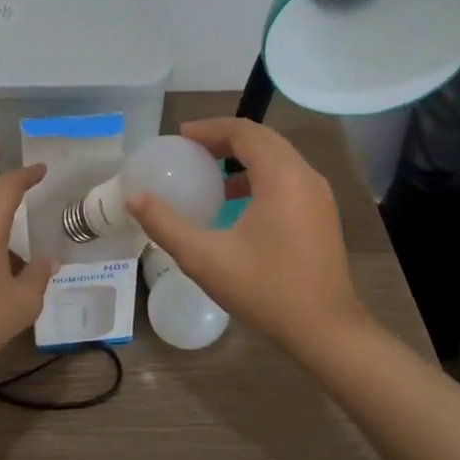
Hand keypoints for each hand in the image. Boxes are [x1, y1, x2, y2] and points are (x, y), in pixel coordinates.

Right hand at [126, 118, 369, 354]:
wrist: (326, 330)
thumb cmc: (266, 289)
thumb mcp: (205, 258)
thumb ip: (166, 224)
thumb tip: (133, 198)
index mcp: (281, 176)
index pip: (244, 132)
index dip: (210, 129)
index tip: (180, 138)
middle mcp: (305, 176)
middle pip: (262, 139)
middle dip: (224, 139)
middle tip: (190, 151)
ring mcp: (318, 195)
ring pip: (277, 158)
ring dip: (243, 157)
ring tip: (209, 173)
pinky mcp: (321, 214)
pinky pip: (287, 177)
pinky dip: (259, 176)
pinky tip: (236, 202)